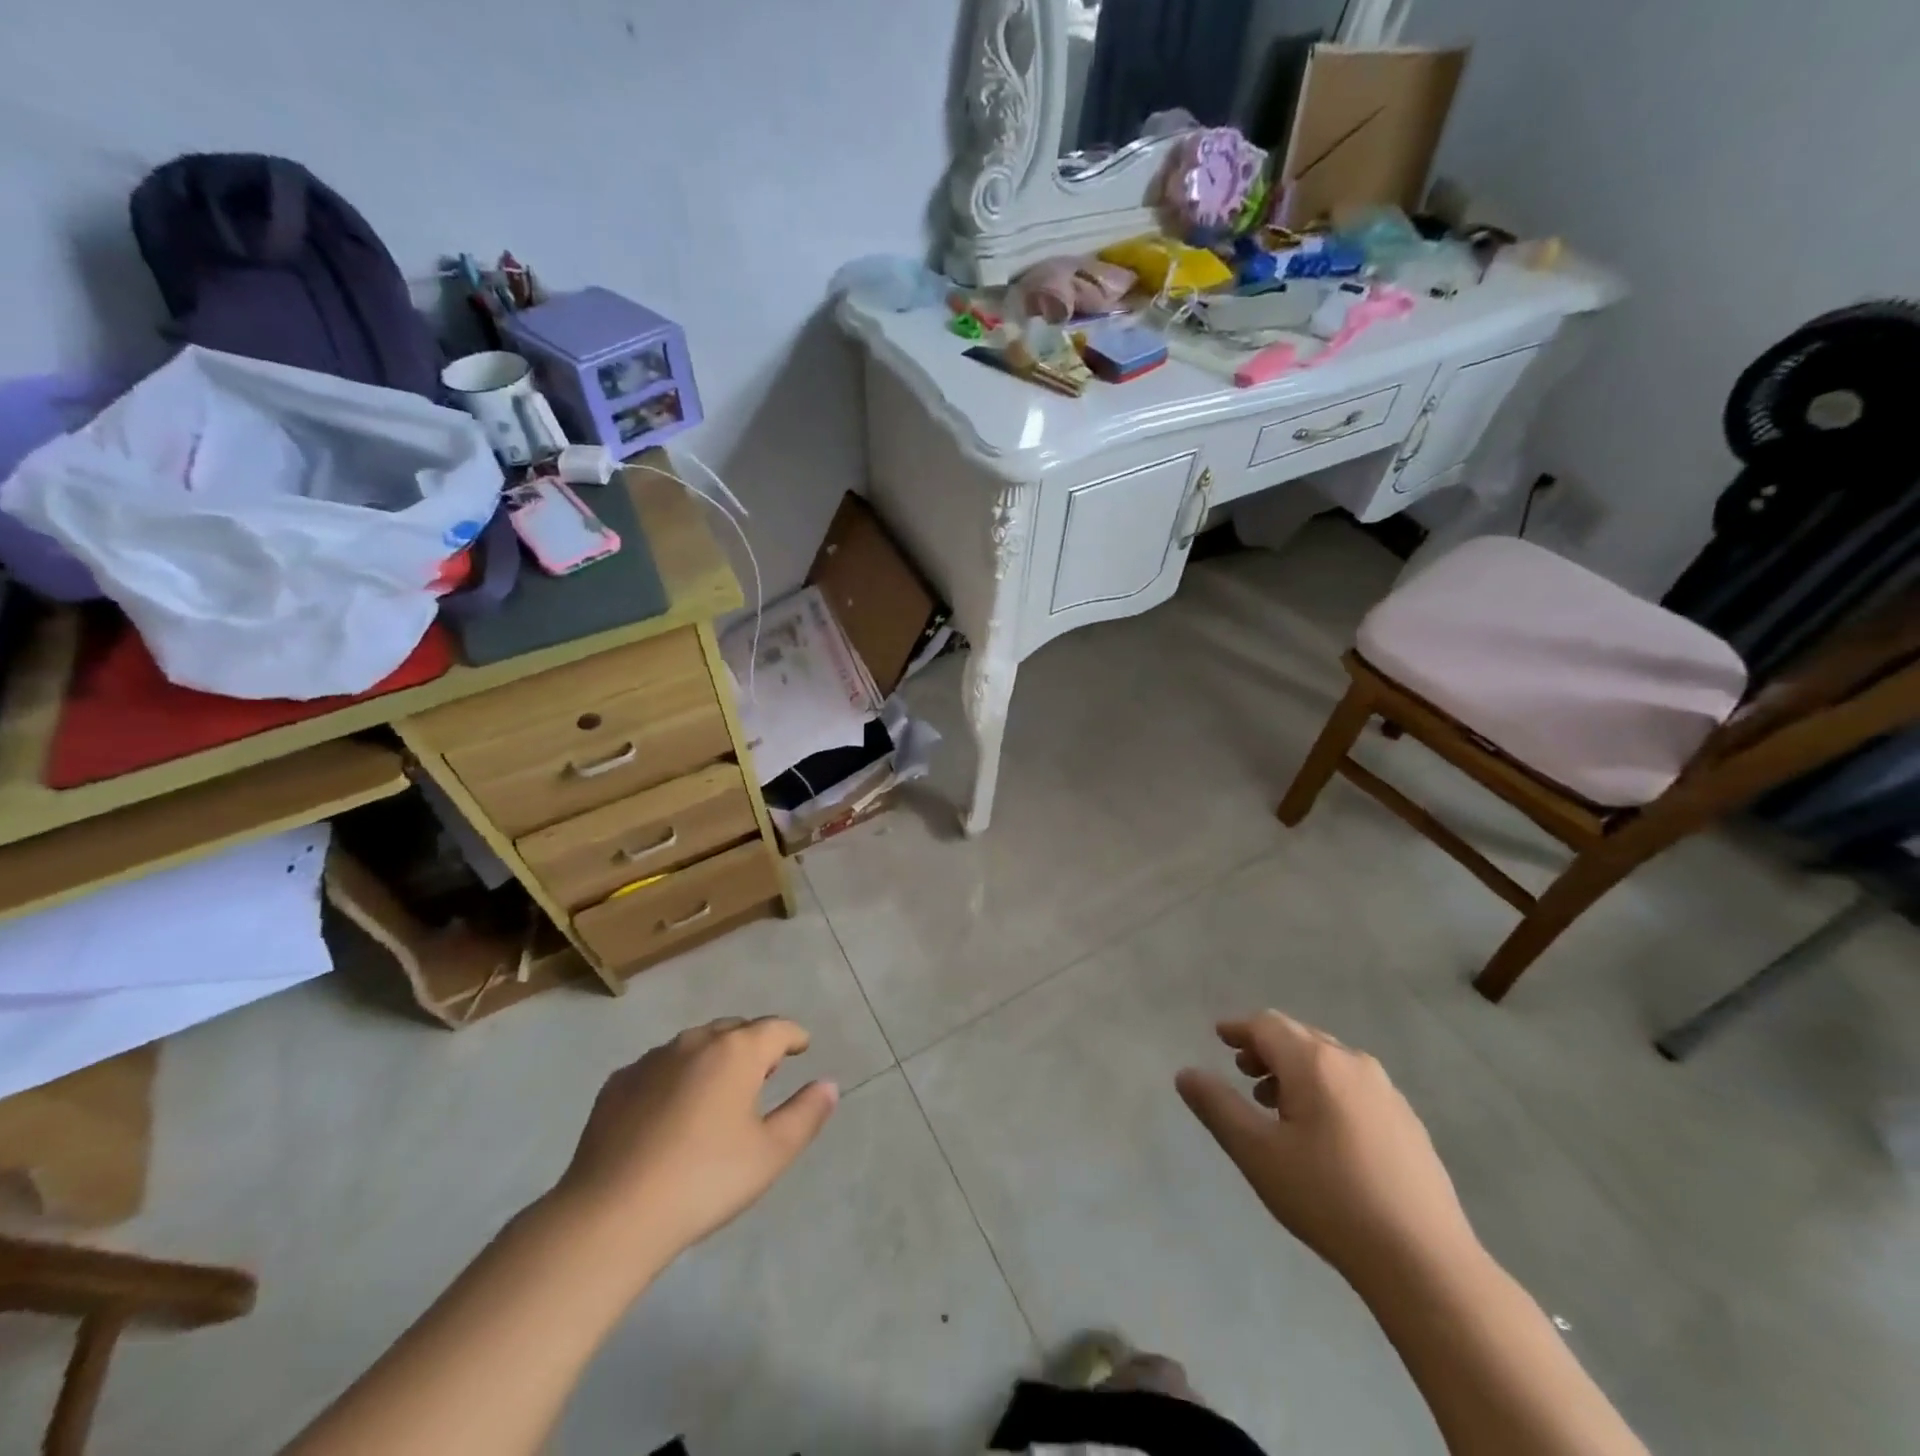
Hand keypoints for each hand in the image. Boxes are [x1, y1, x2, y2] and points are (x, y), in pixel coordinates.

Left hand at [549, 1017, 838, 1273]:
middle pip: (734, 1030)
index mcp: (736, 1052)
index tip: (802, 1046)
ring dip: (713, 1057)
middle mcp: (695, 1042)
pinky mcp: (617, 1084)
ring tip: (718, 1089)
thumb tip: (829, 1085)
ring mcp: (651, 1060)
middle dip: (753, 1044)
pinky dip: (675, 1076)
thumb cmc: (704, 1181)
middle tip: (764, 1070)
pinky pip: (658, 1067)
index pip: (775, 1028)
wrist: (611, 1215)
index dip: (793, 1035)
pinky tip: (670, 1109)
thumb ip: (805, 1114)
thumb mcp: (770, 1154)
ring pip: (694, 1045)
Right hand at [1176, 1011, 1478, 1285]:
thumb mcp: (1257, 1153)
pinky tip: (1322, 1132)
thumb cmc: (1328, 1198)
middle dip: (1266, 1048)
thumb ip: (1217, 1106)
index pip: (1267, 1025)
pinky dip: (1325, 1089)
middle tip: (1243, 1071)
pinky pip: (1354, 1086)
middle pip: (1299, 1037)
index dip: (1239, 1028)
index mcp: (1314, 1063)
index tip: (1219, 1037)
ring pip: (1328, 1061)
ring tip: (1276, 1105)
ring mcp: (1386, 1092)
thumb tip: (1186, 1074)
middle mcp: (1352, 1063)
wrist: (1424, 1261)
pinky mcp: (1408, 1122)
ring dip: (1295, 1070)